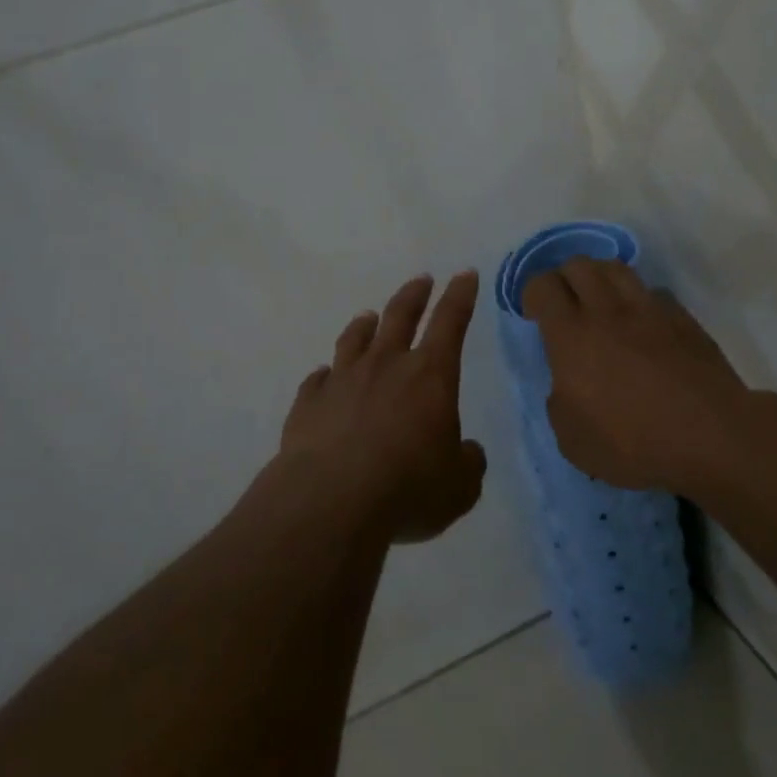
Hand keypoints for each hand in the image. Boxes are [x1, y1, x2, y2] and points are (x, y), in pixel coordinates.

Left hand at [280, 270, 487, 542]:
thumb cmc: (408, 488)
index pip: (451, 322)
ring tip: (368, 317)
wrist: (330, 502)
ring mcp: (342, 381)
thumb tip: (466, 452)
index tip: (464, 274)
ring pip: (354, 339)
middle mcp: (385, 366)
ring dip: (364, 325)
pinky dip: (325, 375)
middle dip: (414, 295)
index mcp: (430, 376)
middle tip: (421, 280)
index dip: (460, 296)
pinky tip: (325, 377)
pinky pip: (317, 380)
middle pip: (400, 316)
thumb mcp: (459, 486)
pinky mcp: (308, 404)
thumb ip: (468, 463)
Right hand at [523, 257, 757, 496]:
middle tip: (565, 306)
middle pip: (579, 265)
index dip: (532, 293)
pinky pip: (653, 292)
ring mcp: (650, 310)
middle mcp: (607, 311)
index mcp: (571, 336)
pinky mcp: (683, 318)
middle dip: (564, 278)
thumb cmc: (633, 443)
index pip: (543, 286)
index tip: (535, 315)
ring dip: (600, 278)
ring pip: (617, 268)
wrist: (711, 437)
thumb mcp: (573, 440)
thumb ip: (560, 403)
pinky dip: (640, 300)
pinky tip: (643, 324)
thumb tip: (567, 386)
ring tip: (600, 304)